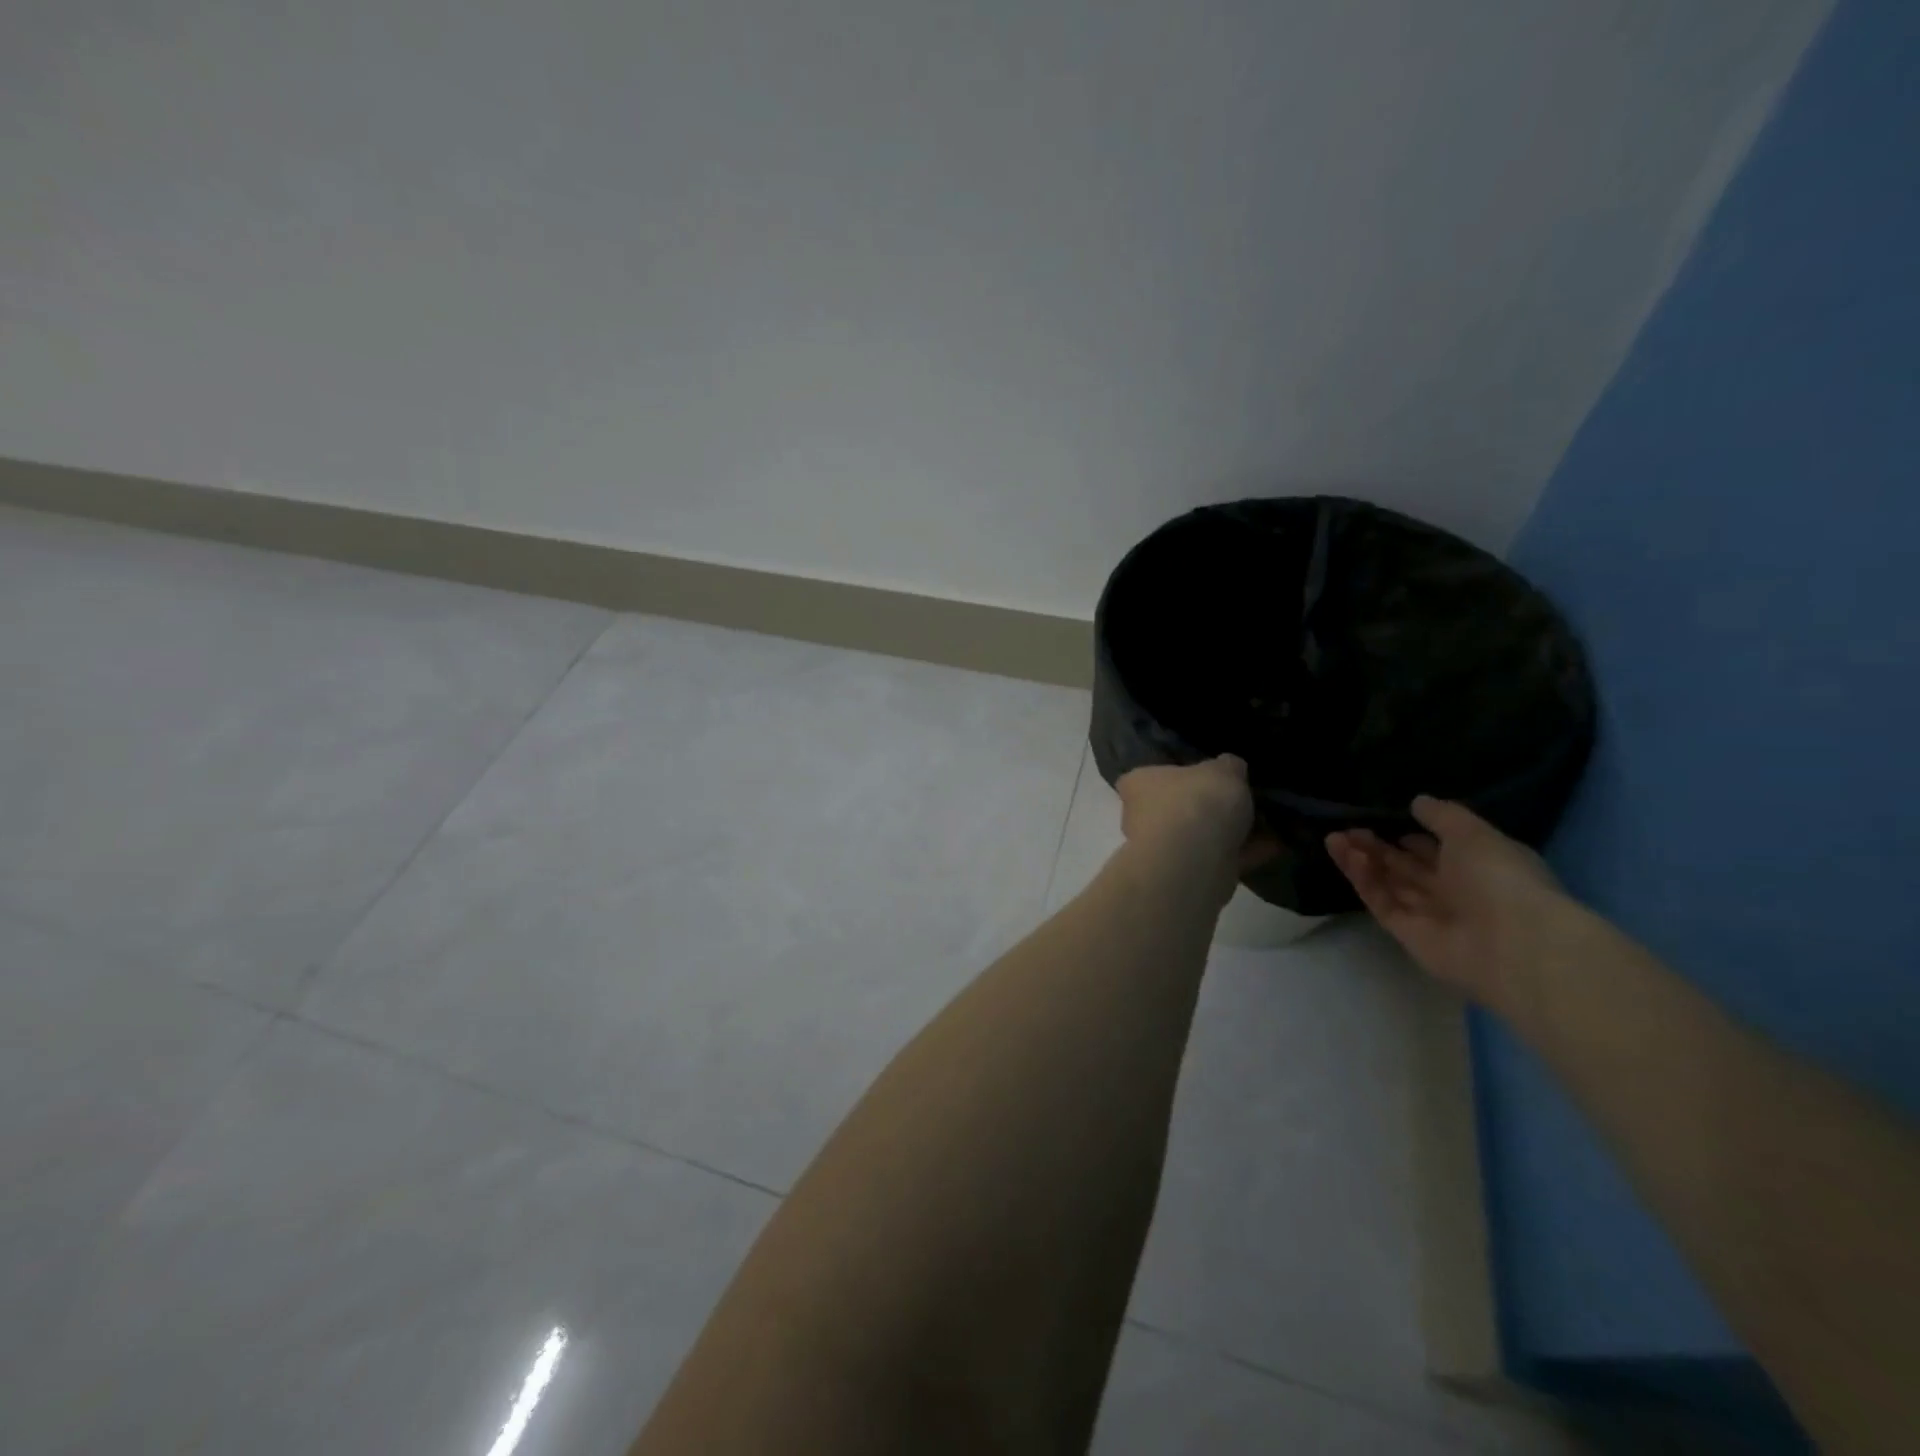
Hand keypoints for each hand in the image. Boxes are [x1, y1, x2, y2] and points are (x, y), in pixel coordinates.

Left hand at [1117, 756, 1275, 896]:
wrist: (1193, 862)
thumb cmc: (1197, 802)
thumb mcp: (1224, 769)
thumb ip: (1228, 766)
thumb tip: (1230, 767)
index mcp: (1139, 783)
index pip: (1149, 776)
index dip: (1177, 775)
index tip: (1206, 777)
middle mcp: (1141, 816)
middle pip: (1177, 808)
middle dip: (1208, 808)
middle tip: (1242, 801)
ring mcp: (1163, 850)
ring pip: (1200, 836)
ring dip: (1231, 833)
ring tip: (1269, 823)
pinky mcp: (1186, 876)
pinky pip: (1220, 859)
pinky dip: (1245, 853)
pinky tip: (1276, 845)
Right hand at [1326, 797, 1570, 1009]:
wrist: (1512, 943)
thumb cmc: (1500, 878)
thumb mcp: (1473, 833)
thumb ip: (1442, 815)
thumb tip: (1417, 802)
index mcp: (1479, 866)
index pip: (1438, 849)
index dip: (1412, 834)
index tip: (1384, 818)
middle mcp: (1454, 891)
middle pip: (1407, 866)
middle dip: (1377, 846)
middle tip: (1349, 828)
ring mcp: (1430, 914)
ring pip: (1389, 883)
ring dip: (1363, 860)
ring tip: (1334, 838)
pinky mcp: (1407, 933)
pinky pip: (1382, 902)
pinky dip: (1364, 880)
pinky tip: (1347, 856)